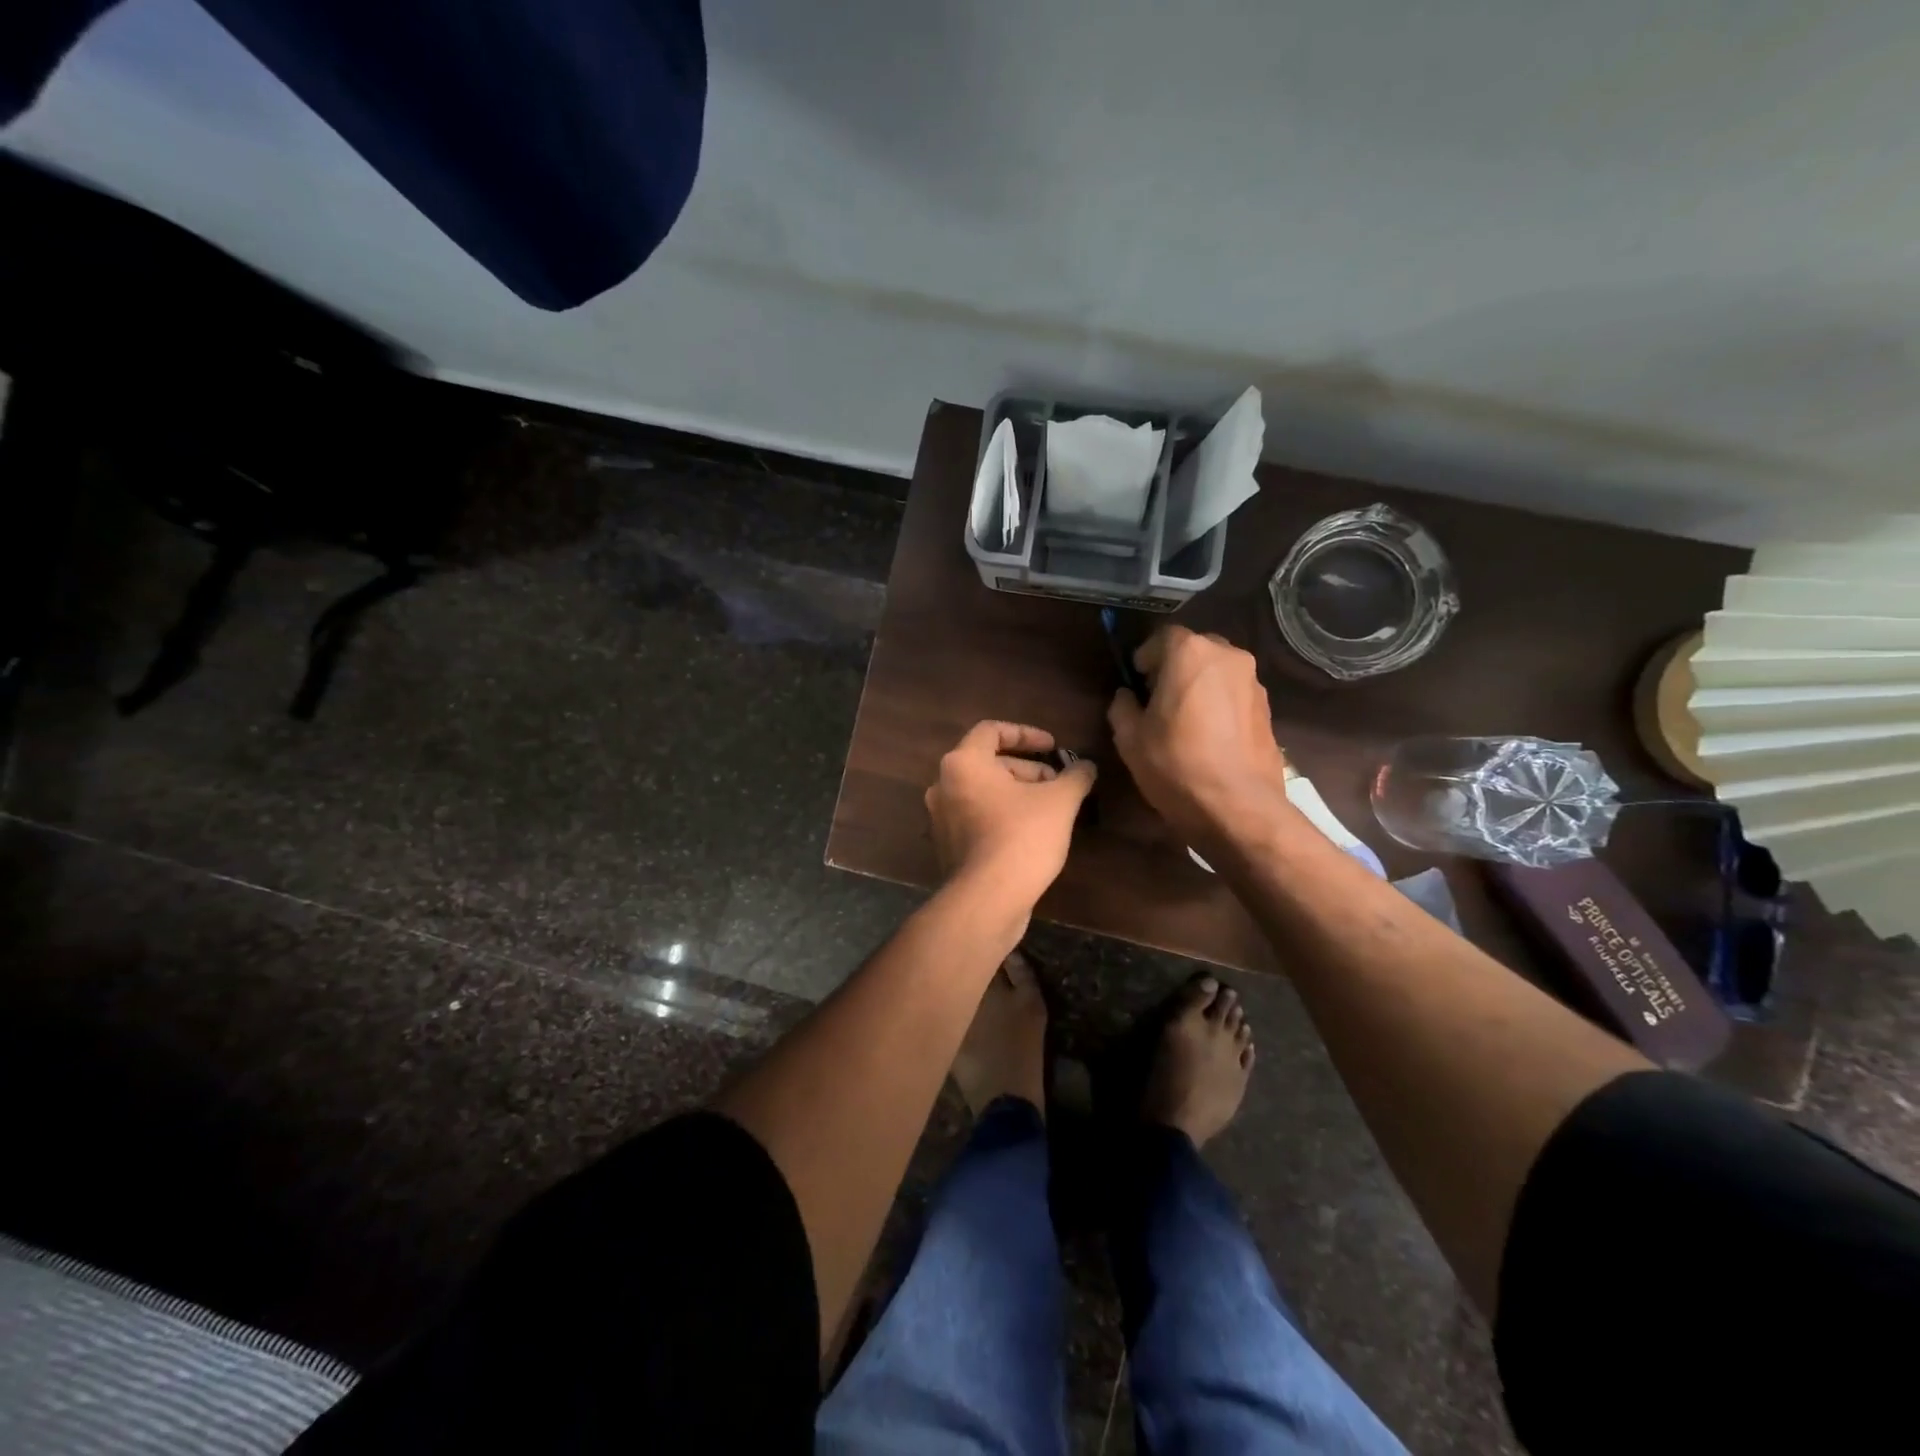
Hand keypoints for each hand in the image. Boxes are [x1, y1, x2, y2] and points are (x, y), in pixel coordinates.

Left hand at [925, 721, 1097, 910]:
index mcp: (963, 763)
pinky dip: (1003, 815)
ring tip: (1052, 809)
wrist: (988, 900)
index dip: (1026, 734)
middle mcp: (943, 785)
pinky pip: (977, 817)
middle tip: (1059, 783)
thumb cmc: (1022, 837)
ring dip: (1017, 793)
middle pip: (988, 763)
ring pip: (984, 792)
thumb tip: (1086, 766)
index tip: (1053, 747)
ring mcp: (942, 818)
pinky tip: (1033, 833)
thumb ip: (1075, 776)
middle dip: (1027, 769)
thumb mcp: (1060, 801)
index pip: (991, 731)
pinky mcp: (948, 846)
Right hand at [1107, 626, 1295, 848]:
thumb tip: (1128, 697)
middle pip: (1195, 649)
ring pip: (1218, 671)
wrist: (1238, 807)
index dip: (1145, 657)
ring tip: (1185, 719)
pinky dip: (1219, 703)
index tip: (1136, 681)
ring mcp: (1253, 682)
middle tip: (1158, 698)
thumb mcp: (1130, 738)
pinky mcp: (1268, 709)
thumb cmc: (1176, 765)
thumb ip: (1123, 707)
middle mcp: (1227, 657)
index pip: (1162, 637)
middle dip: (1175, 667)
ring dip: (1199, 684)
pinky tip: (1209, 735)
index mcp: (1190, 654)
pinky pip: (1235, 693)